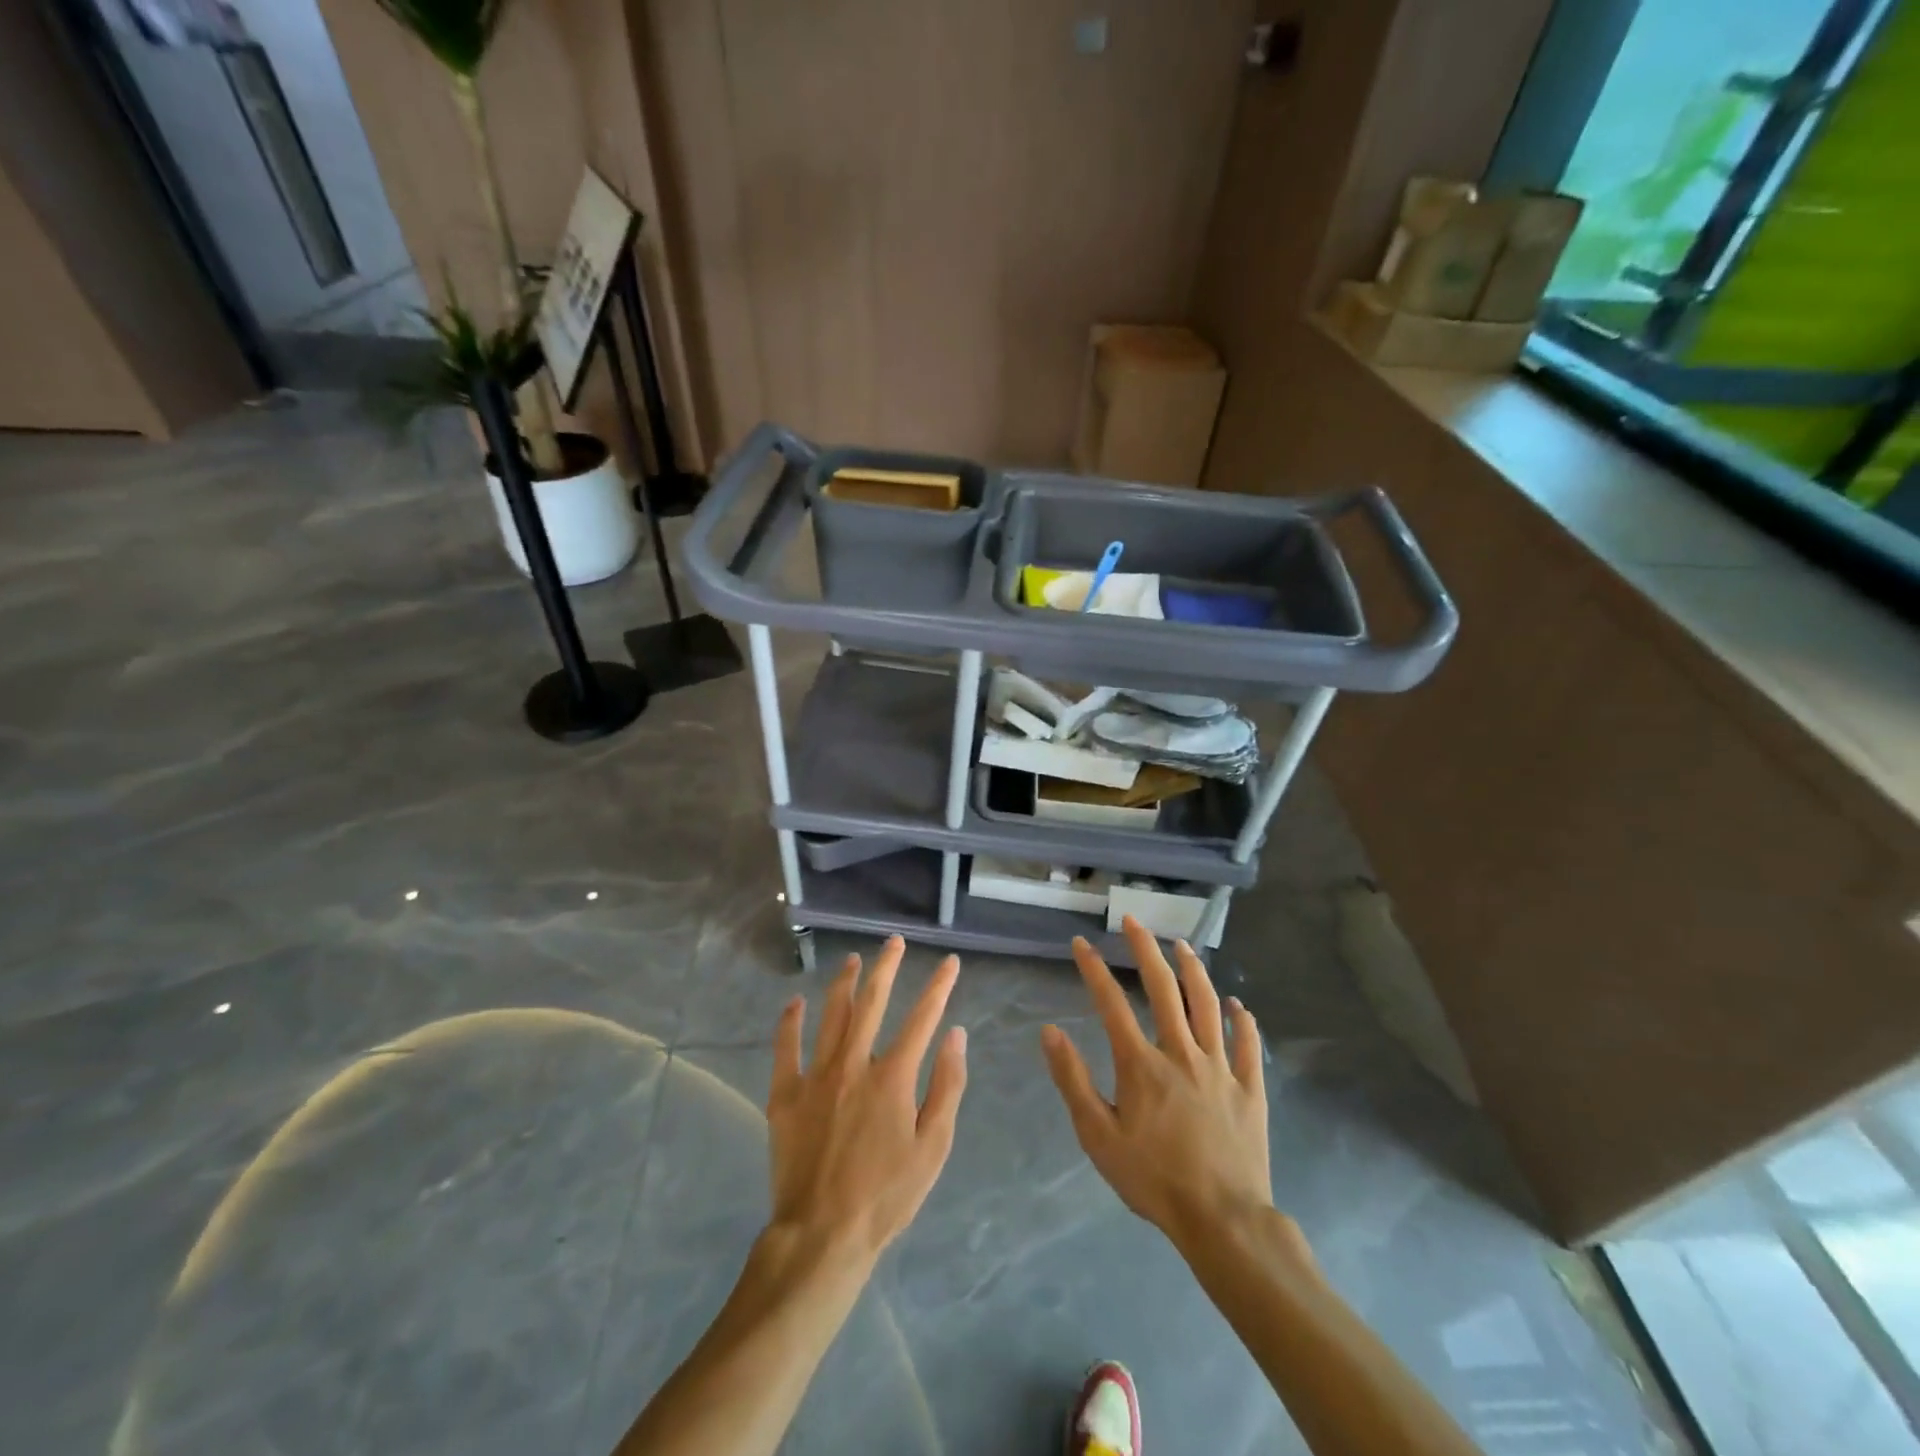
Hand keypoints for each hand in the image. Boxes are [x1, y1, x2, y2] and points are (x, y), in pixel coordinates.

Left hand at [766, 936, 967, 1264]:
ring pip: (831, 1015)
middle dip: (887, 967)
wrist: (822, 1235)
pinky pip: (786, 1047)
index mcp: (892, 1077)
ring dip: (844, 983)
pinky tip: (796, 1002)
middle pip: (872, 1002)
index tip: (949, 962)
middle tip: (895, 942)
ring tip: (853, 959)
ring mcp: (815, 1076)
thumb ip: (947, 1087)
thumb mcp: (933, 1147)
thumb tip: (956, 1035)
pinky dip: (790, 1022)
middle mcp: (854, 1064)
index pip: (922, 1018)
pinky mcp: (785, 1095)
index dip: (939, 987)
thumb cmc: (886, 1195)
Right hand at [1042, 918, 1271, 1250]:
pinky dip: (1242, 1019)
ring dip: (1193, 970)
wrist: (1223, 1221)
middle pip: (1163, 988)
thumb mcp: (1098, 1136)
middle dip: (1145, 949)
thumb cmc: (1153, 1179)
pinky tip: (1237, 1003)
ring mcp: (1220, 1067)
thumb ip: (1073, 1080)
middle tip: (1133, 921)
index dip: (1093, 969)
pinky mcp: (1250, 1088)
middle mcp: (1181, 1053)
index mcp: (1142, 1064)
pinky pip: (1248, 1044)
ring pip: (1207, 1005)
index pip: (1111, 1003)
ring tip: (1182, 945)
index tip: (1081, 943)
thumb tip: (1050, 1031)